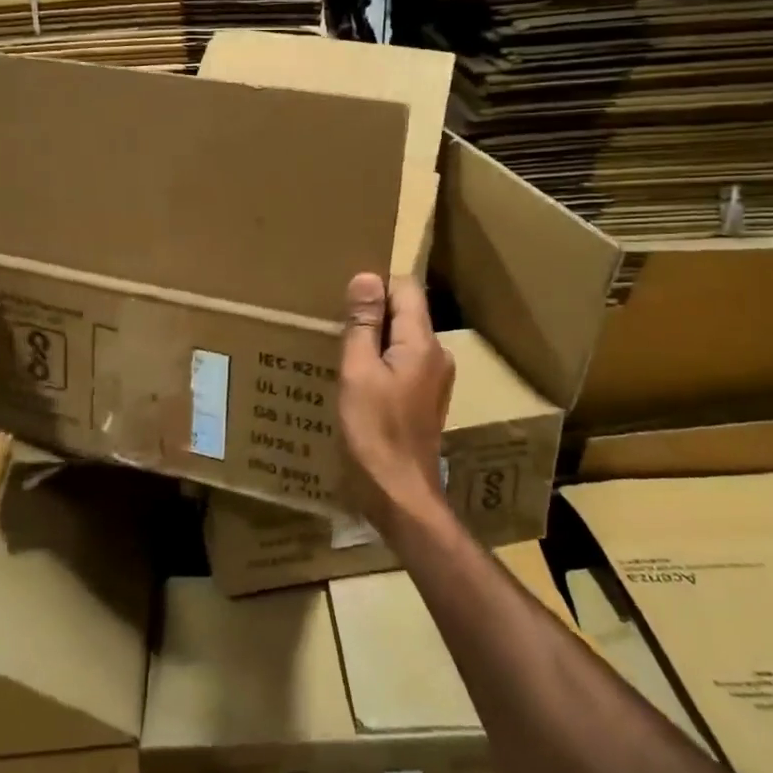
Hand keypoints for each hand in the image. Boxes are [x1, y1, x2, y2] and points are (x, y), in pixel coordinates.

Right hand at [337, 272, 454, 530]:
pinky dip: (382, 361)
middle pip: (406, 312)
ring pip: (403, 339)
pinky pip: (404, 363)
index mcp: (422, 343)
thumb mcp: (358, 372)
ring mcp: (435, 379)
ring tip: (341, 347)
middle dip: (372, 311)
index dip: (376, 285)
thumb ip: (363, 324)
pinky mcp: (426, 399)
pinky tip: (357, 378)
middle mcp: (437, 355)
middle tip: (335, 320)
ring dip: (375, 338)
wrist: (399, 495)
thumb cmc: (374, 431)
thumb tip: (366, 277)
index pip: (406, 288)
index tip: (344, 296)